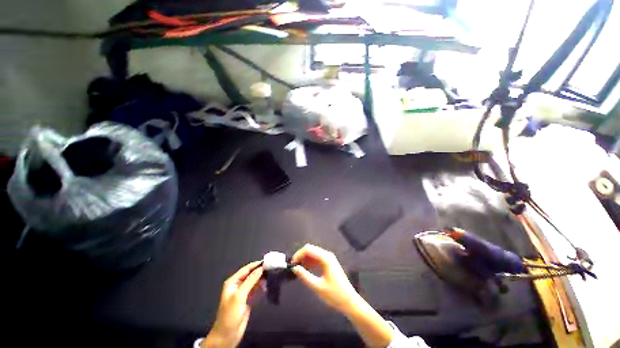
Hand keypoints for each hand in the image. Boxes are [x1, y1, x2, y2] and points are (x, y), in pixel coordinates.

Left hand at [203, 261, 263, 347]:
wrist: (227, 335)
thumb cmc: (230, 315)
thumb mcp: (239, 296)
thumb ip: (250, 281)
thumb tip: (261, 268)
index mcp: (232, 282)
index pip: (246, 269)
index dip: (256, 265)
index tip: (267, 262)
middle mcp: (238, 285)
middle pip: (250, 274)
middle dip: (260, 271)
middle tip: (271, 269)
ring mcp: (243, 292)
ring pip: (254, 281)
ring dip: (261, 279)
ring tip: (271, 276)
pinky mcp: (247, 299)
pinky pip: (255, 289)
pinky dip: (261, 287)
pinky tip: (267, 286)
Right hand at [291, 244, 360, 314]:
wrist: (350, 302)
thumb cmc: (334, 295)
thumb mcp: (317, 287)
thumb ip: (305, 276)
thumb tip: (294, 268)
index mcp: (326, 258)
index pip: (308, 249)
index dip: (299, 254)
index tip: (292, 264)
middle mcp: (327, 255)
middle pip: (311, 249)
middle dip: (301, 256)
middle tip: (294, 267)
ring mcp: (329, 259)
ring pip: (313, 253)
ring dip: (305, 259)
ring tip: (299, 270)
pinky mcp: (329, 263)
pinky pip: (317, 258)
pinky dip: (310, 262)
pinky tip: (306, 270)